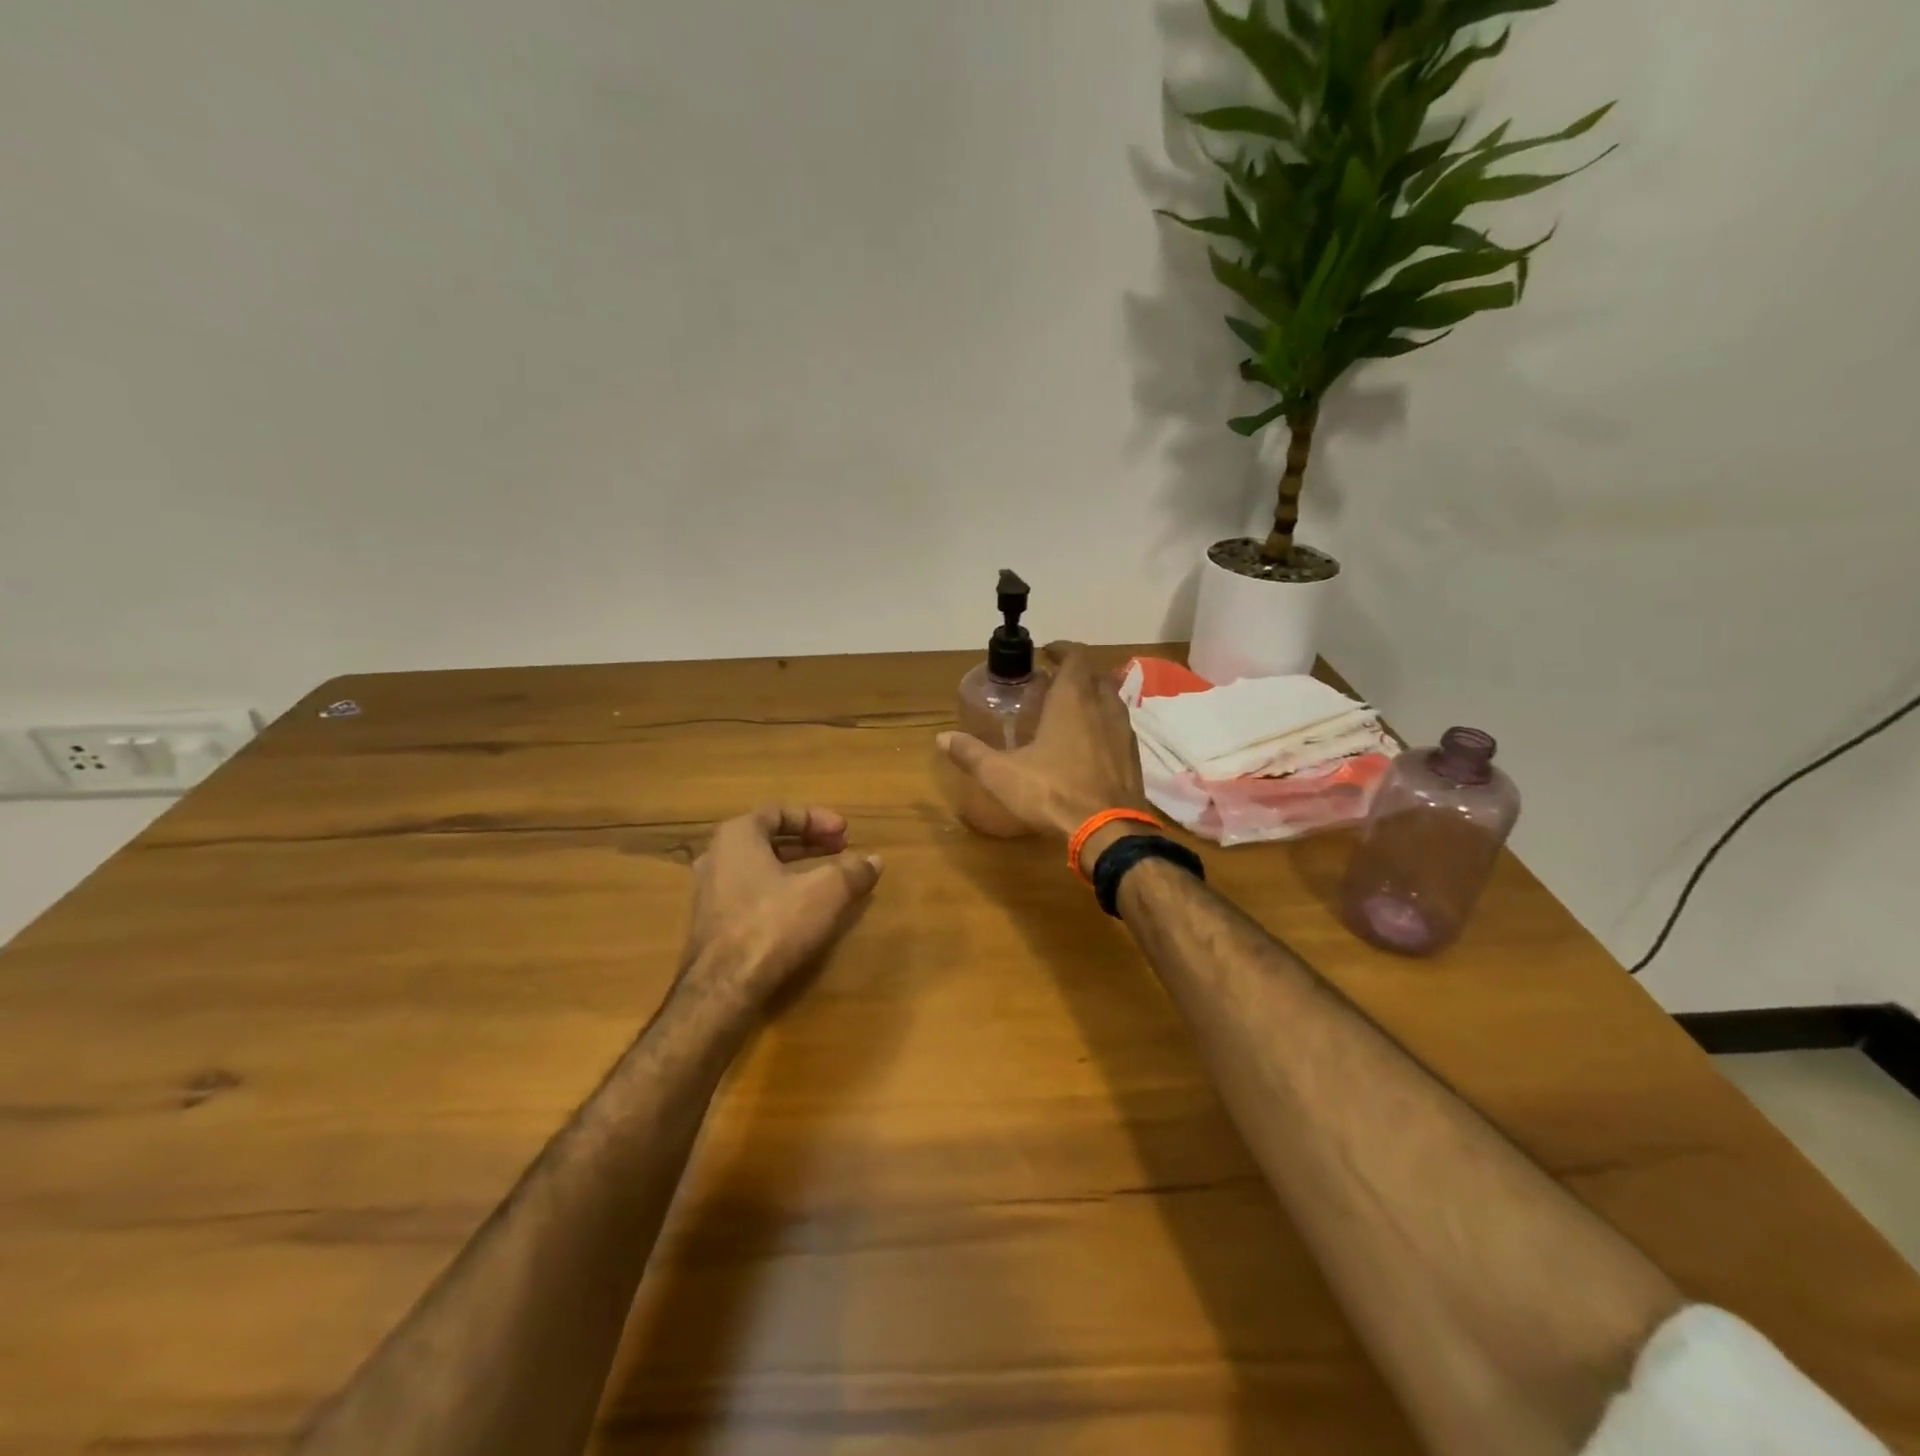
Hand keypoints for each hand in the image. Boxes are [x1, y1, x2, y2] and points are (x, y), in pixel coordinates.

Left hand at [682, 805, 882, 1006]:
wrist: (723, 987)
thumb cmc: (773, 924)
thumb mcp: (826, 892)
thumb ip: (852, 871)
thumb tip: (874, 860)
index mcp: (737, 835)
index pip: (779, 811)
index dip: (816, 818)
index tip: (845, 832)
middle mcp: (716, 856)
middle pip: (768, 838)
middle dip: (808, 842)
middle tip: (840, 849)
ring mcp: (709, 892)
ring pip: (758, 867)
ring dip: (794, 867)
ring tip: (826, 877)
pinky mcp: (712, 924)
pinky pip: (750, 892)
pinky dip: (779, 890)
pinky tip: (802, 908)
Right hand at [938, 642, 1150, 866]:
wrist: (1108, 830)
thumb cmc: (1053, 792)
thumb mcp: (1002, 774)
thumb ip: (971, 754)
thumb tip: (942, 738)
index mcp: (1072, 699)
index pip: (1075, 656)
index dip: (1061, 649)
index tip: (1046, 653)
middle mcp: (1102, 706)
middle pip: (1095, 674)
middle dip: (1075, 672)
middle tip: (1052, 682)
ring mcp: (1123, 730)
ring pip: (1110, 699)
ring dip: (1092, 696)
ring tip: (1069, 710)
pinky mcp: (1133, 755)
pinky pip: (1118, 725)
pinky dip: (1103, 723)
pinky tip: (1087, 743)